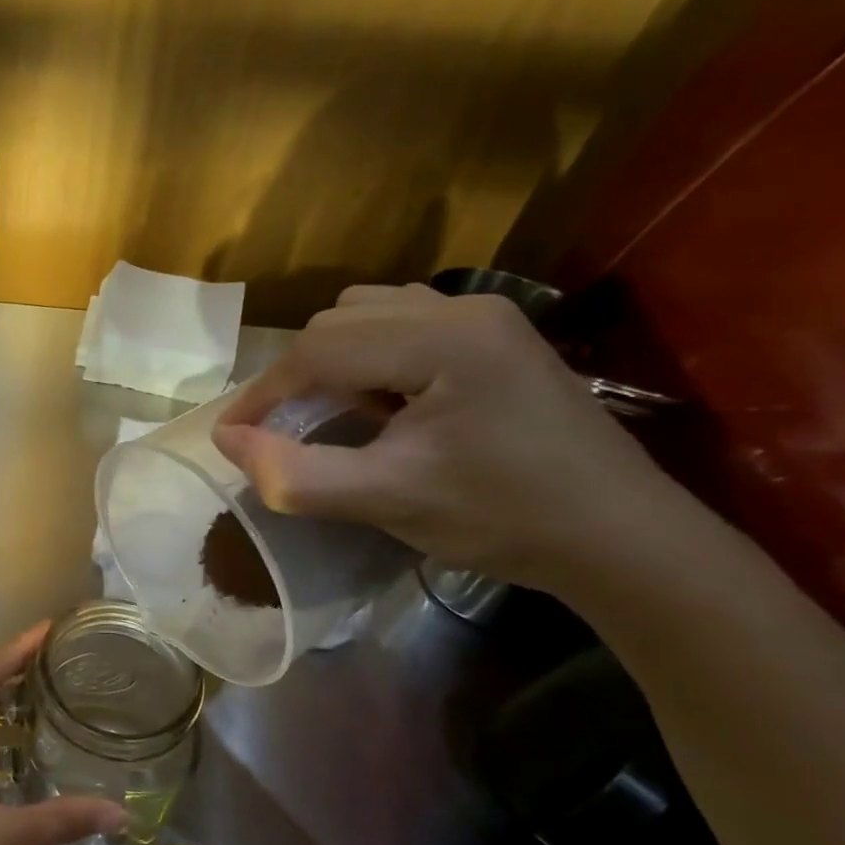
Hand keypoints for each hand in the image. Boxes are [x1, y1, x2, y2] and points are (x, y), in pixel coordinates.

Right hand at [212, 283, 683, 590]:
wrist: (618, 536)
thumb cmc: (503, 518)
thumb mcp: (386, 502)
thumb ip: (295, 474)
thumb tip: (226, 440)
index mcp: (444, 340)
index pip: (320, 347)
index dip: (264, 392)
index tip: (232, 435)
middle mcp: (464, 308)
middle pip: (339, 321)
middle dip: (295, 376)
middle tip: (277, 431)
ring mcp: (484, 316)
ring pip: (366, 315)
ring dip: (328, 362)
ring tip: (326, 414)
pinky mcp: (493, 335)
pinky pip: (400, 324)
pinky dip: (365, 357)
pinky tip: (376, 400)